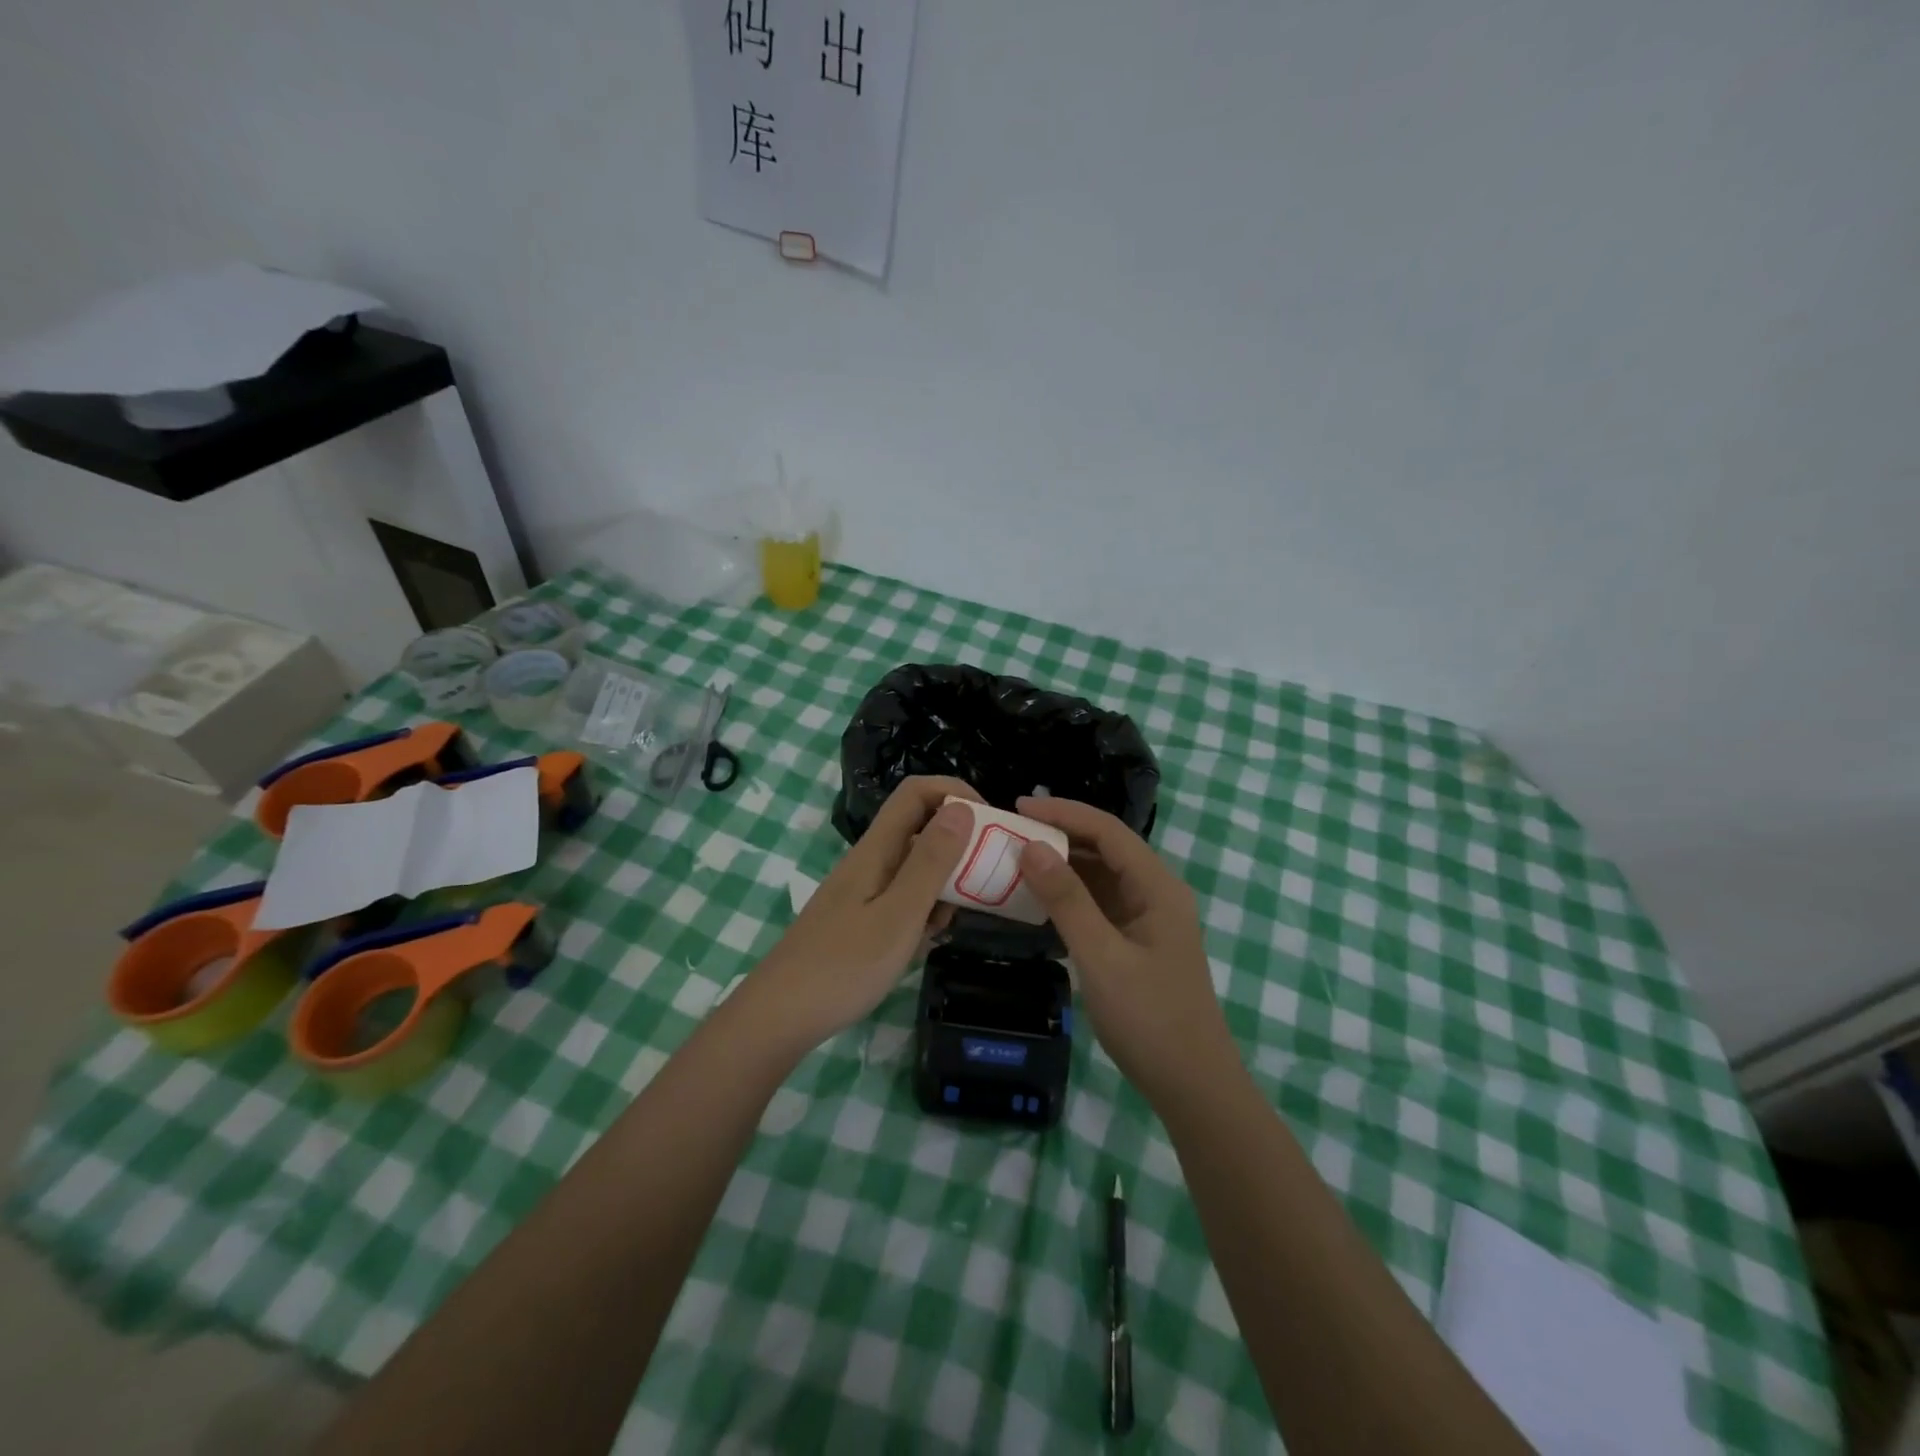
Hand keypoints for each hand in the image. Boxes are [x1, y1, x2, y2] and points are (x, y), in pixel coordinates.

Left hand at [743, 776, 980, 1049]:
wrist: (780, 1016)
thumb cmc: (844, 966)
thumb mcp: (900, 914)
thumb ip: (931, 862)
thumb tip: (962, 809)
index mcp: (877, 849)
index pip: (917, 793)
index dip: (954, 792)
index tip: (989, 822)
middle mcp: (869, 861)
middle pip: (920, 829)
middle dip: (956, 847)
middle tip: (983, 882)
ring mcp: (862, 890)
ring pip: (914, 868)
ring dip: (941, 886)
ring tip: (947, 925)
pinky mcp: (859, 918)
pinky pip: (902, 898)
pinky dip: (921, 912)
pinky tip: (923, 944)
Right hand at [1015, 796, 1233, 1104]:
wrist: (1192, 1086)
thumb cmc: (1150, 1018)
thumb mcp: (1101, 956)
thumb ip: (1066, 900)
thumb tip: (1031, 846)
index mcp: (1157, 887)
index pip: (1108, 830)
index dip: (1064, 813)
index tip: (1018, 807)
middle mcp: (1155, 893)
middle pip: (1105, 848)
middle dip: (1060, 835)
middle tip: (1010, 832)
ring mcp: (1146, 920)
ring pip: (1100, 877)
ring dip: (1062, 866)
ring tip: (1015, 858)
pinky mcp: (1135, 943)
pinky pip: (1098, 905)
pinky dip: (1068, 897)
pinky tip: (1038, 900)